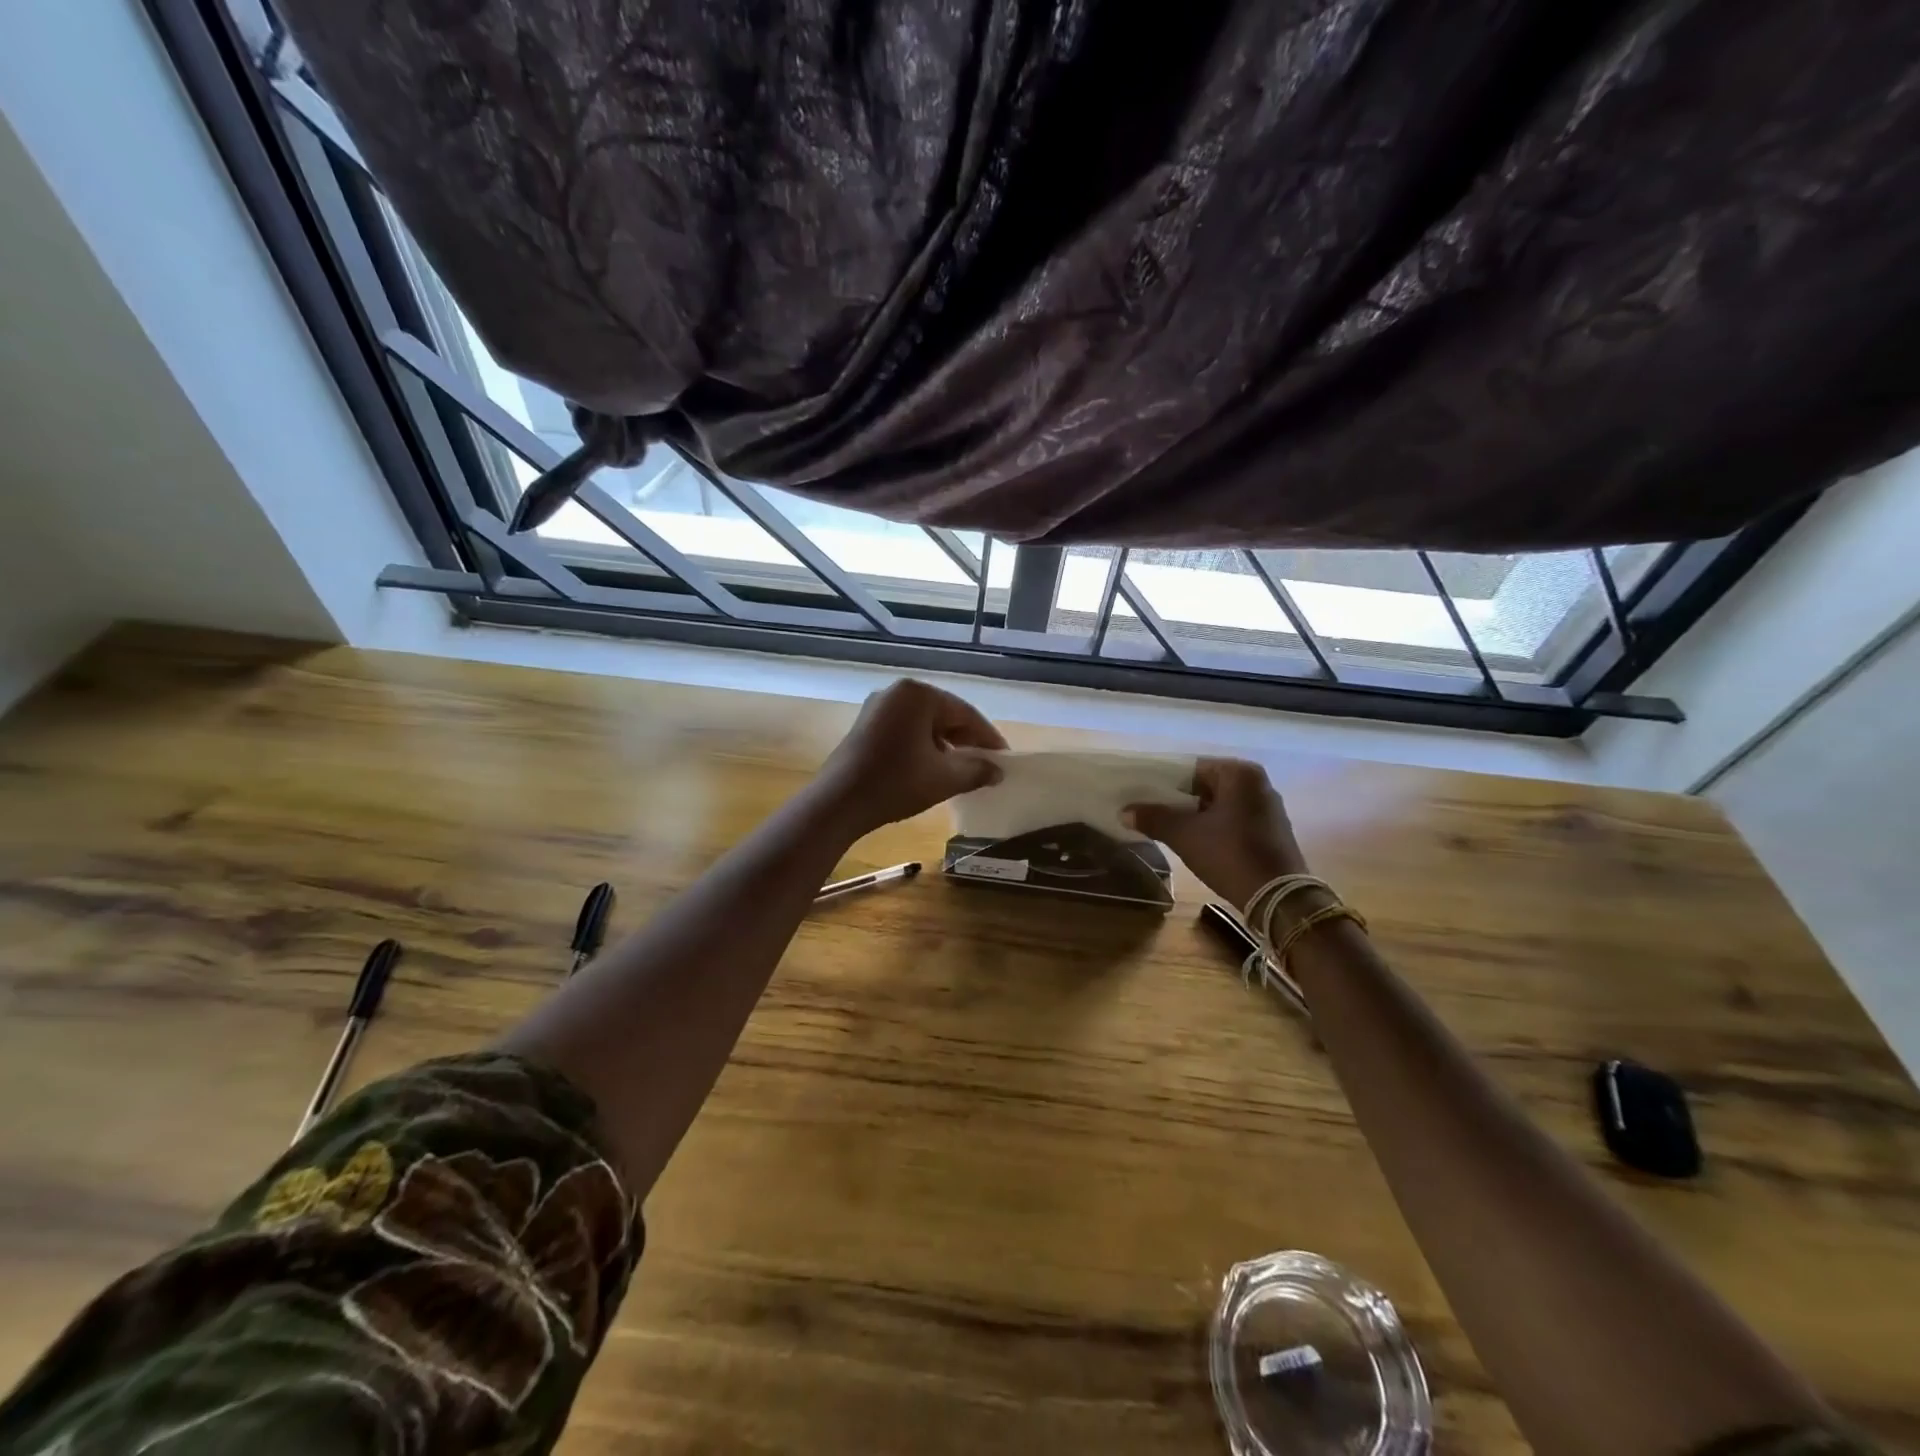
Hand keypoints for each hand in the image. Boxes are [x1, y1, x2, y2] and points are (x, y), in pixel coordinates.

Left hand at [813, 679, 1006, 834]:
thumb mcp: (944, 778)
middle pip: (944, 715)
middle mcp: (896, 692)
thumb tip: (998, 771)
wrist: (837, 804)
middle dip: (967, 741)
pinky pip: (905, 731)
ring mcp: (877, 707)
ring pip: (924, 725)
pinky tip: (931, 769)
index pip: (965, 714)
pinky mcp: (865, 726)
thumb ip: (977, 770)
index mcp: (918, 694)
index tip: (1004, 760)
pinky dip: (923, 747)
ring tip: (962, 771)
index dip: (988, 738)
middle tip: (986, 765)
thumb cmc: (895, 783)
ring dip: (945, 746)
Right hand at [1125, 757, 1307, 909]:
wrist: (1278, 898)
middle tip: (1152, 813)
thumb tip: (1124, 811)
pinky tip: (1197, 843)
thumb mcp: (1185, 835)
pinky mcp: (1271, 831)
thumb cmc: (1230, 854)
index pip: (1191, 768)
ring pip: (1219, 805)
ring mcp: (1268, 808)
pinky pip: (1234, 820)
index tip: (1143, 796)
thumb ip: (1154, 818)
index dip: (1164, 782)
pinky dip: (1215, 827)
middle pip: (1206, 786)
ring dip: (1196, 815)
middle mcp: (1258, 783)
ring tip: (1169, 829)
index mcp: (1240, 773)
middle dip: (1179, 800)